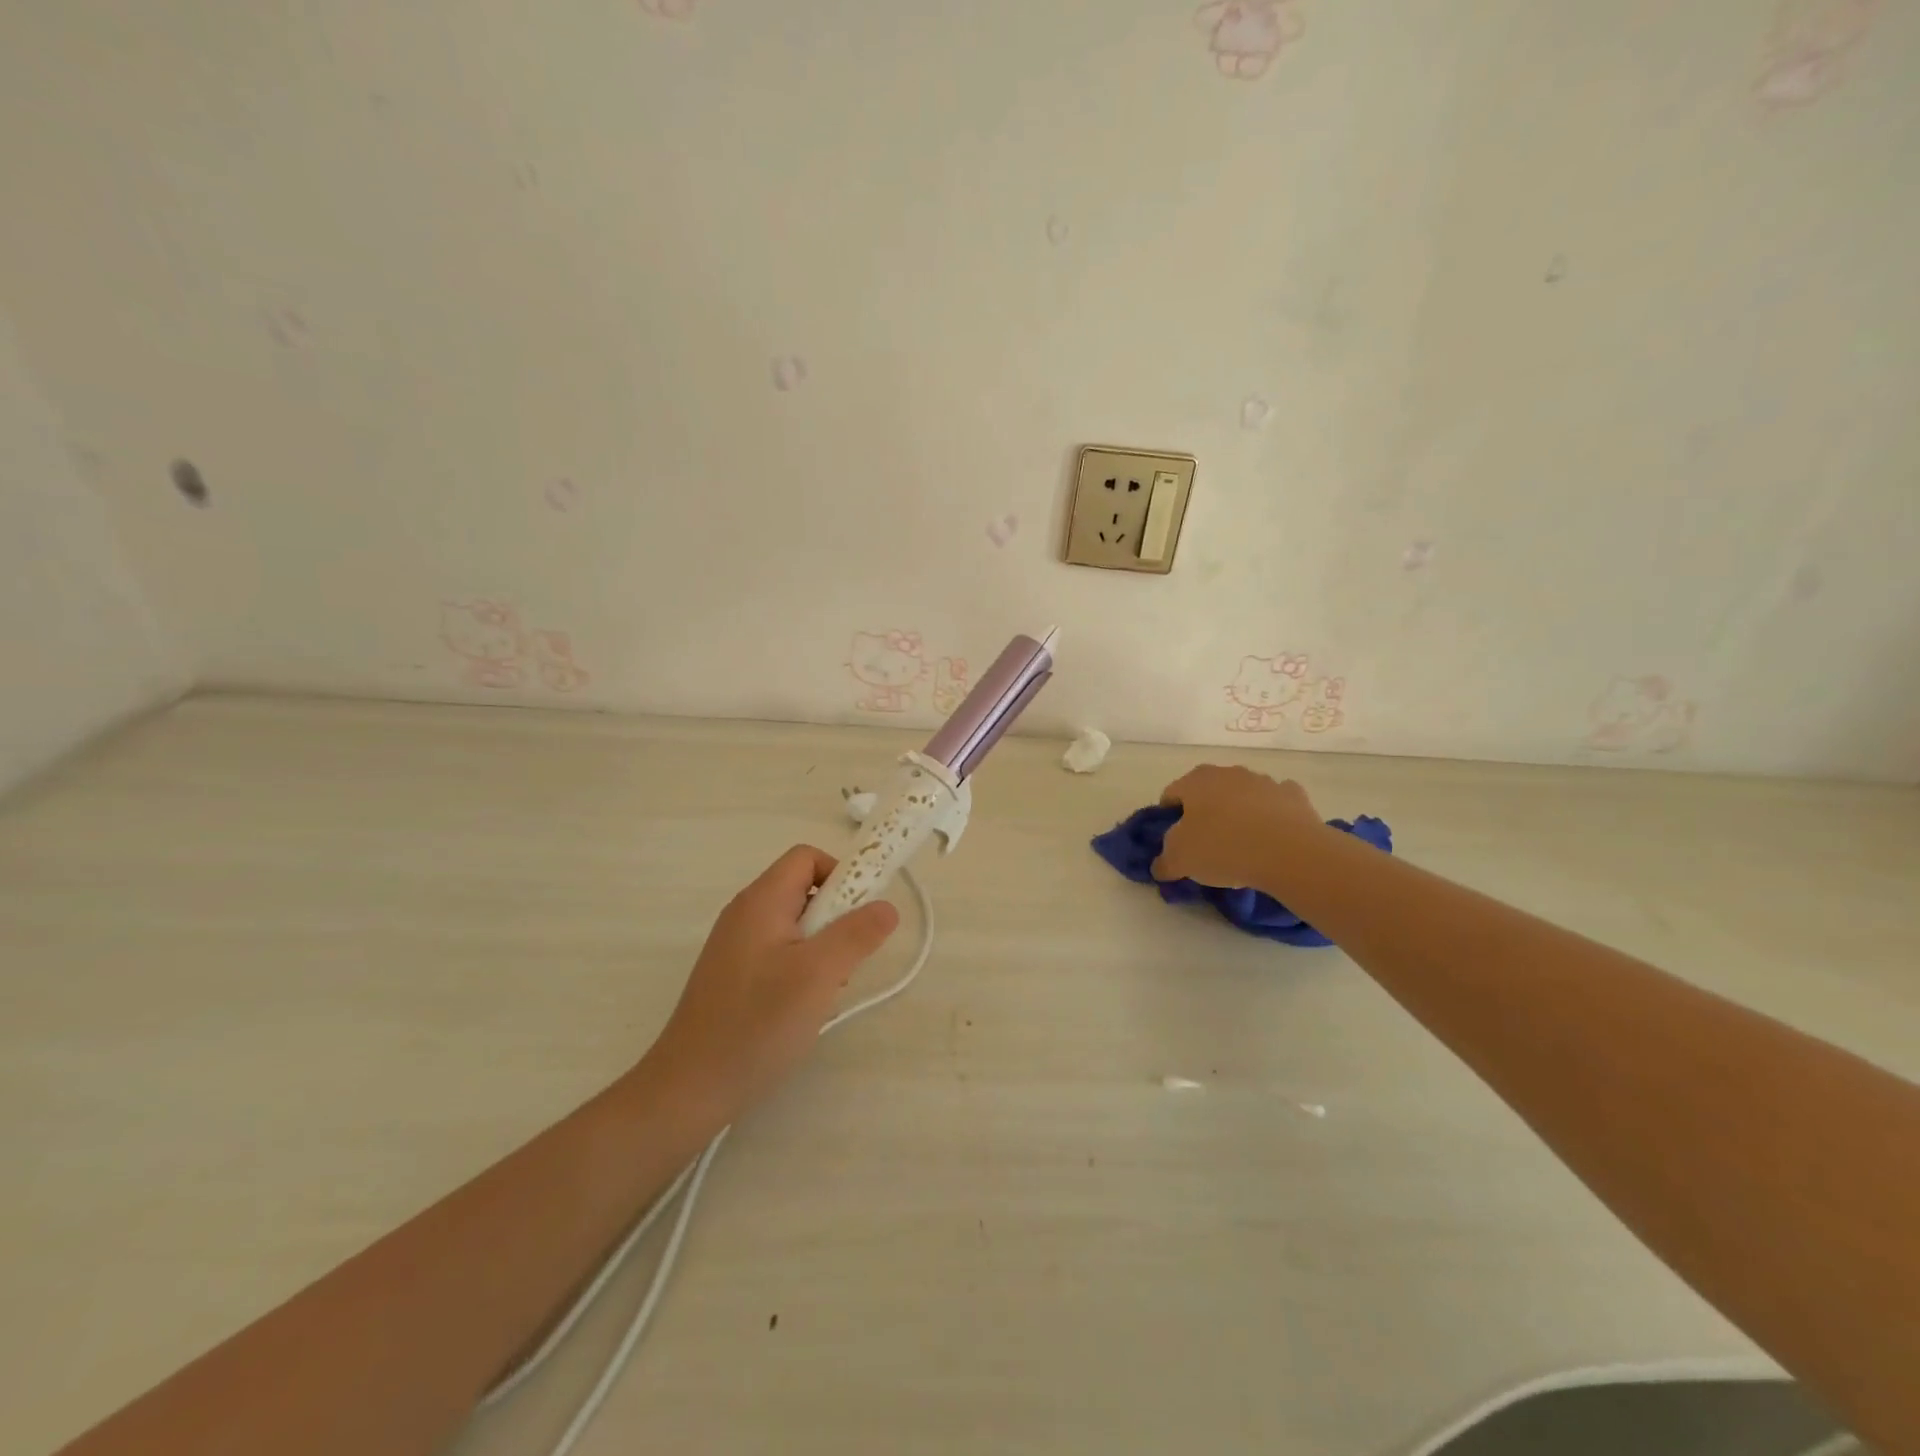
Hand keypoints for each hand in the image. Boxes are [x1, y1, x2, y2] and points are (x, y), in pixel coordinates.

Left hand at [645, 846, 899, 1121]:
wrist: (690, 1088)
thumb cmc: (757, 1023)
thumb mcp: (819, 974)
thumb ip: (857, 934)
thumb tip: (887, 906)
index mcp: (761, 900)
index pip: (807, 858)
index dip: (841, 875)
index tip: (860, 915)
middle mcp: (745, 913)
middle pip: (803, 890)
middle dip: (836, 917)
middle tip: (846, 960)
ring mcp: (736, 946)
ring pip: (795, 925)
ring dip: (822, 947)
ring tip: (827, 989)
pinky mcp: (734, 975)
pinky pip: (780, 952)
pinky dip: (802, 968)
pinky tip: (803, 1006)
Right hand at [1153, 765, 1324, 889]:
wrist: (1289, 852)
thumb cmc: (1223, 848)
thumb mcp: (1180, 861)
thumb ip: (1164, 862)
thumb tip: (1161, 866)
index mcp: (1195, 781)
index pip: (1171, 795)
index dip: (1168, 819)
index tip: (1174, 844)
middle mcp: (1227, 773)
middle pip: (1207, 793)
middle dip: (1204, 814)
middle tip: (1206, 846)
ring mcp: (1263, 781)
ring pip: (1242, 796)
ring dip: (1238, 814)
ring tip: (1242, 846)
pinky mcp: (1293, 795)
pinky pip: (1274, 805)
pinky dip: (1270, 817)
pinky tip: (1272, 840)